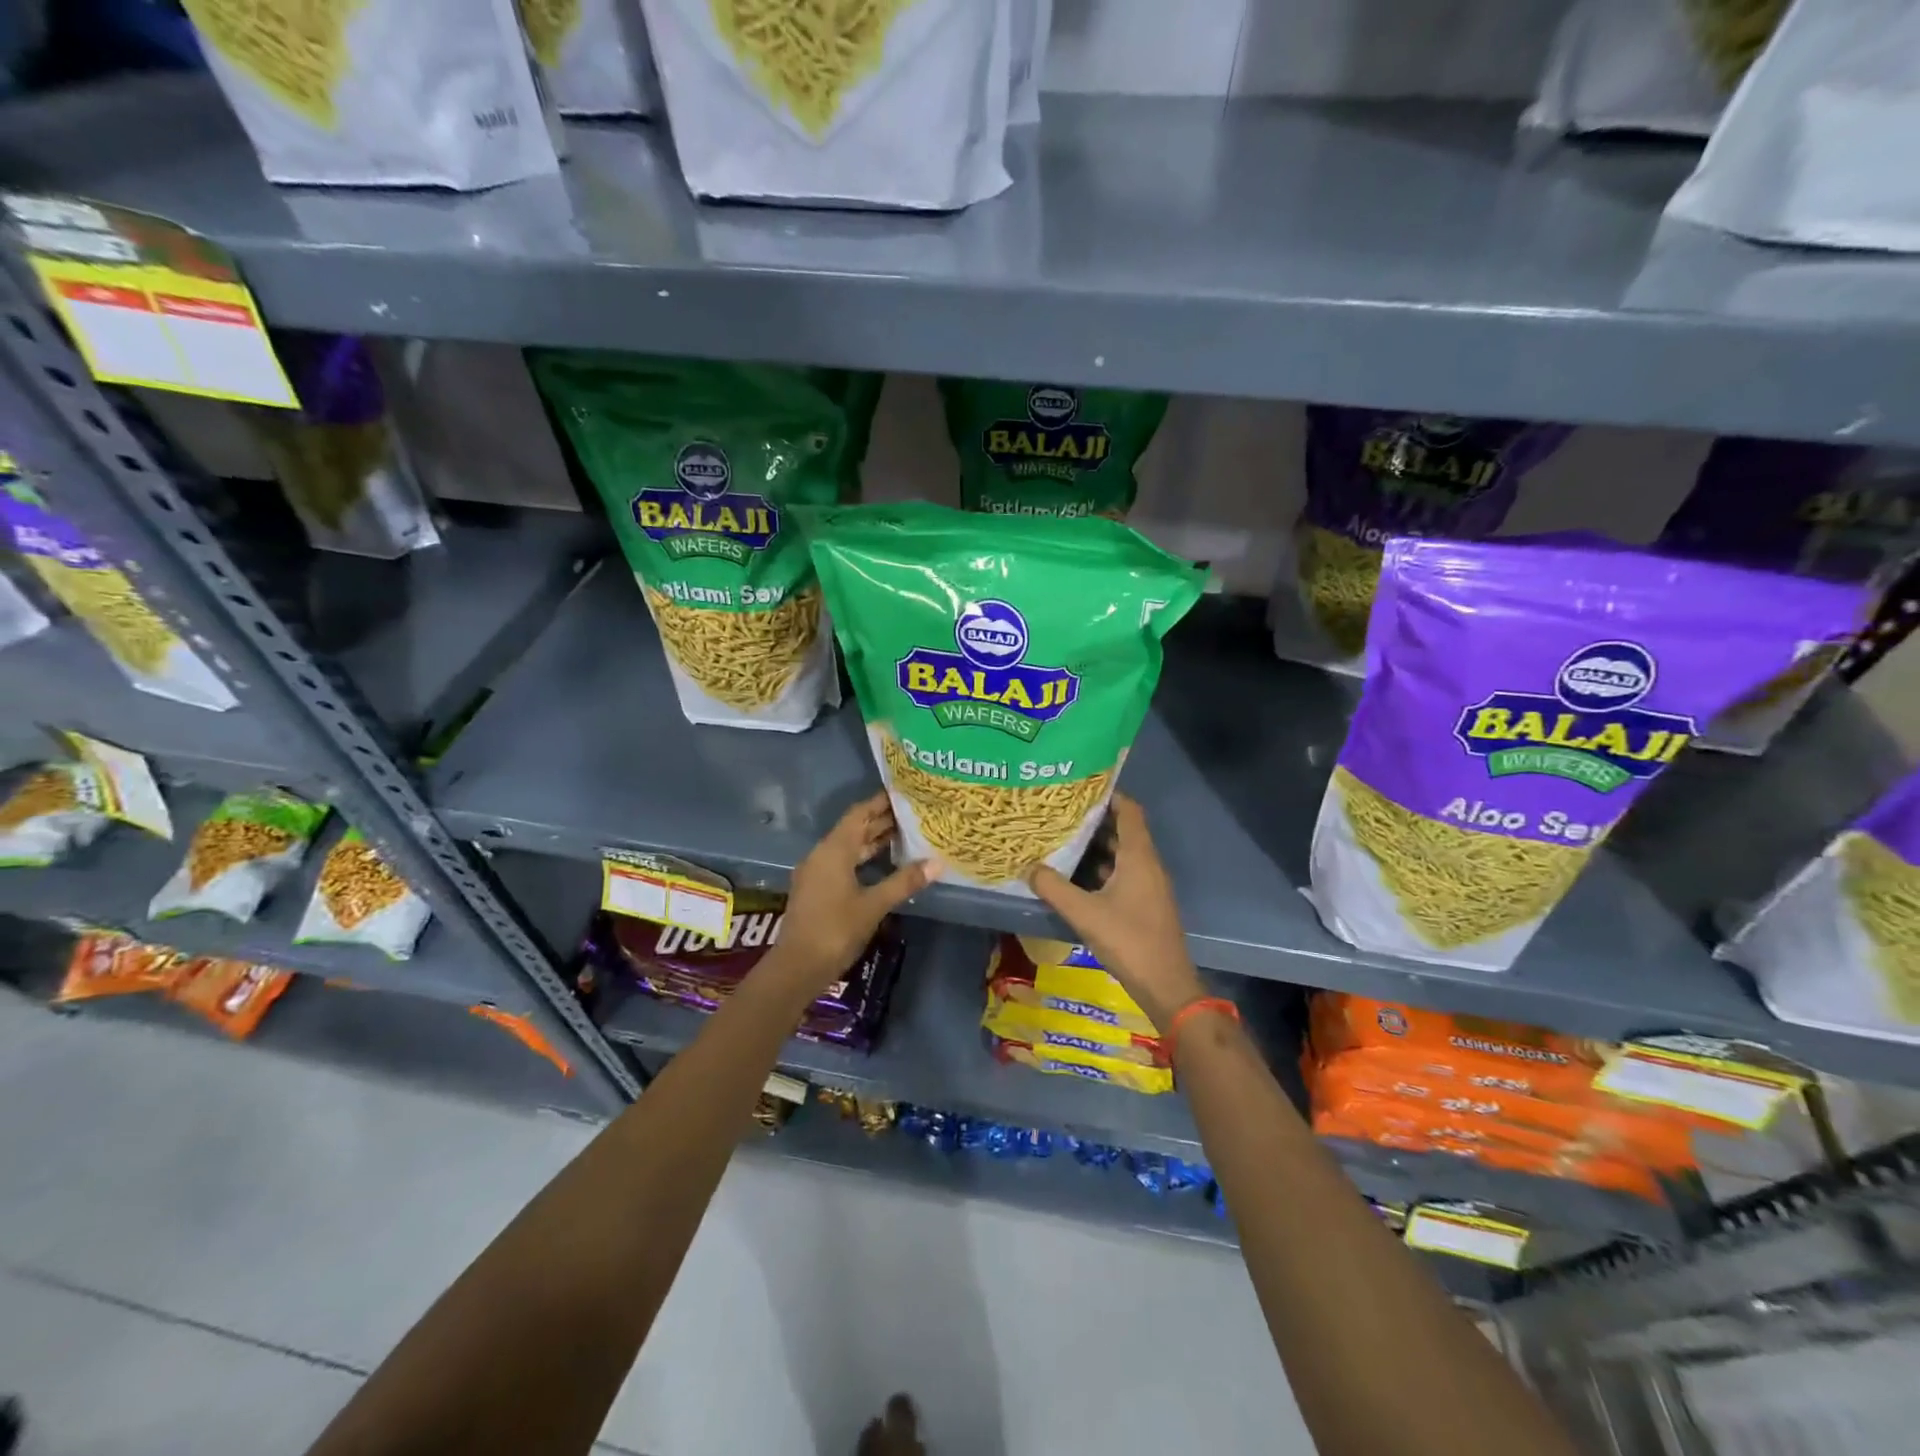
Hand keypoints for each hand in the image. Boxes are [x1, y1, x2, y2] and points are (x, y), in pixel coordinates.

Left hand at [764, 793, 938, 995]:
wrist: (797, 966)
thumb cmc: (836, 929)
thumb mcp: (874, 904)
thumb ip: (904, 881)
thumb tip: (937, 863)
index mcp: (833, 850)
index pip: (859, 814)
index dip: (880, 802)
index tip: (904, 794)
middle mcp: (822, 854)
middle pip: (854, 829)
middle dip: (881, 821)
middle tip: (912, 814)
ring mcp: (817, 873)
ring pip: (849, 848)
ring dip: (873, 841)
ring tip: (905, 835)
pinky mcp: (817, 890)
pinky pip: (843, 863)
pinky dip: (864, 858)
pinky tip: (883, 865)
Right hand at [1027, 794, 1203, 1032]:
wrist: (1166, 984)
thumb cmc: (1129, 940)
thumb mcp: (1085, 913)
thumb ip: (1054, 888)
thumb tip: (1029, 867)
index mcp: (1139, 857)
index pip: (1129, 810)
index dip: (1108, 795)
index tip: (1079, 788)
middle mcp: (1147, 864)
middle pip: (1123, 830)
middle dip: (1094, 820)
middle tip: (1061, 812)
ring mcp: (1148, 885)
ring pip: (1121, 854)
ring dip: (1096, 845)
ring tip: (1062, 837)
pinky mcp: (1144, 903)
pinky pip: (1122, 873)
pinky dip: (1101, 868)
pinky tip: (1075, 874)